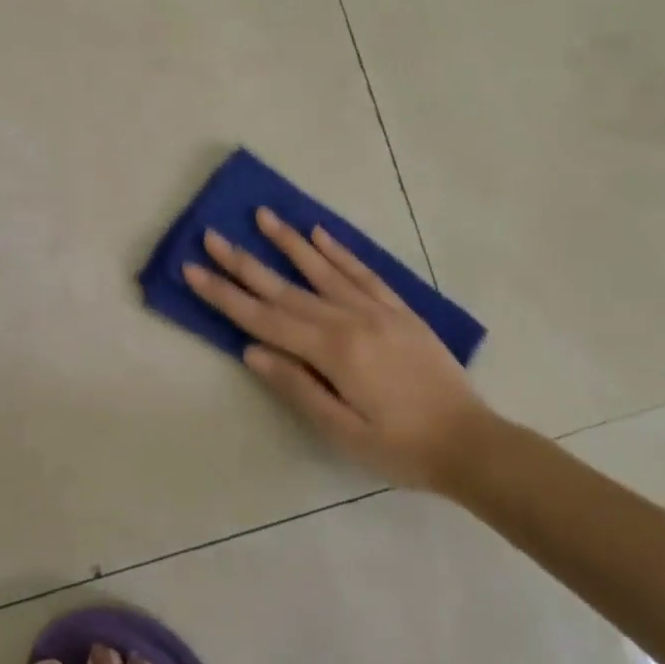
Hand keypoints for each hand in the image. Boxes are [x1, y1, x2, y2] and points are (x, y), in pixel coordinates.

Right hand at [184, 209, 499, 490]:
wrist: (472, 443)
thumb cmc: (401, 448)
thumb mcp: (342, 432)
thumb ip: (297, 387)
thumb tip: (251, 350)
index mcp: (333, 351)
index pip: (265, 318)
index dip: (225, 295)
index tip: (193, 269)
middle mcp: (351, 319)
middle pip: (286, 288)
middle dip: (244, 262)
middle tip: (212, 235)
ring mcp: (377, 309)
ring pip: (323, 269)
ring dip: (289, 242)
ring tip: (263, 216)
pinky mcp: (399, 310)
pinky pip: (363, 272)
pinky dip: (339, 251)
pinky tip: (319, 233)